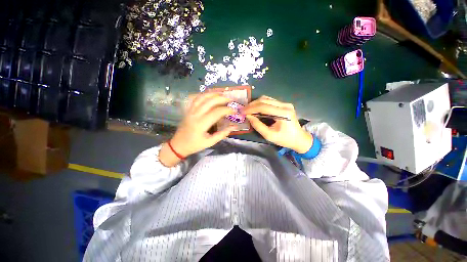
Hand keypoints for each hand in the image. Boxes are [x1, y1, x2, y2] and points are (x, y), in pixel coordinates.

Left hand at [159, 93, 236, 166]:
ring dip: (213, 94)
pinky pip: (196, 99)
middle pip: (210, 101)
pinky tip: (211, 94)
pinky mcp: (188, 110)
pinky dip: (205, 94)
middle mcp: (195, 114)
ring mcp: (191, 111)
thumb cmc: (194, 145)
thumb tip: (233, 127)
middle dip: (222, 98)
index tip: (235, 110)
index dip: (227, 110)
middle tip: (231, 99)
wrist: (178, 145)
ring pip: (202, 97)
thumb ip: (222, 134)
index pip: (216, 112)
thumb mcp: (210, 142)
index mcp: (201, 124)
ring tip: (223, 93)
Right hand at [244, 96, 312, 153]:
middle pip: (264, 100)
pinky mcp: (284, 105)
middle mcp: (285, 105)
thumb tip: (248, 116)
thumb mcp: (269, 136)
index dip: (251, 108)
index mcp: (283, 113)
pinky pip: (270, 101)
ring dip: (256, 103)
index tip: (242, 111)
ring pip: (266, 99)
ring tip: (248, 110)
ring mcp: (285, 104)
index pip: (263, 107)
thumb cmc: (285, 139)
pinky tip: (256, 109)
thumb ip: (258, 125)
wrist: (299, 139)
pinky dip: (261, 104)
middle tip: (243, 110)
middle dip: (252, 105)